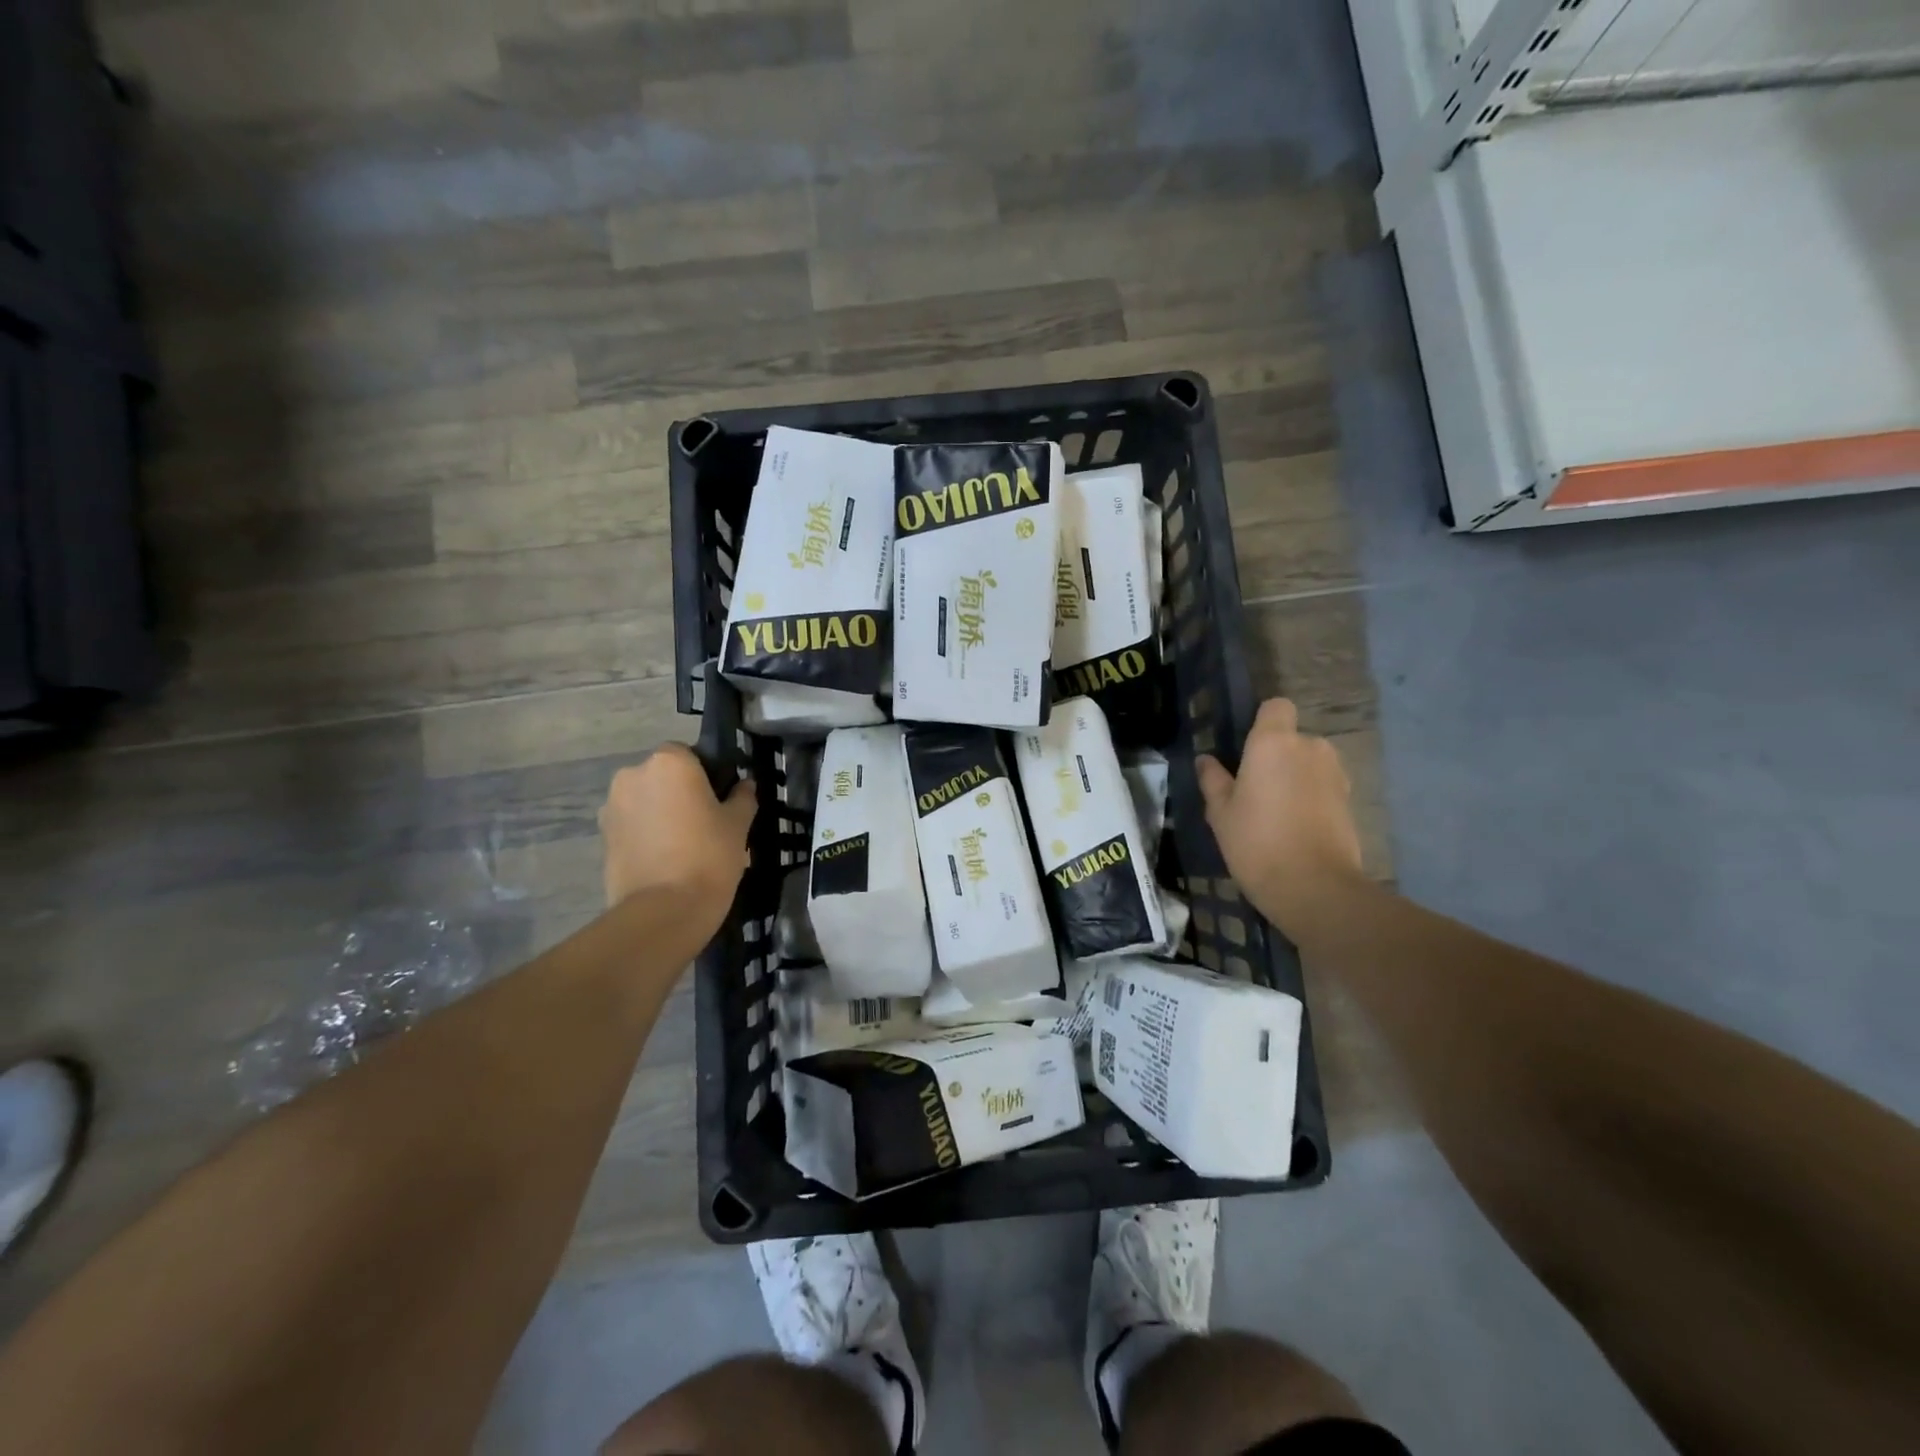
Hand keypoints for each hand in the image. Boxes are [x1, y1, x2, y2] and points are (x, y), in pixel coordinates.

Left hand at [600, 746, 756, 930]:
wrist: (665, 910)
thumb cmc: (709, 855)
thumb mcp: (738, 824)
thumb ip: (742, 798)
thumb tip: (745, 785)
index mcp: (669, 762)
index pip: (687, 753)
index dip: (704, 773)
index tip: (718, 798)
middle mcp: (633, 775)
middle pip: (661, 776)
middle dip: (678, 792)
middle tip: (703, 822)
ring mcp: (612, 807)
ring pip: (644, 801)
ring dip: (659, 813)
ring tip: (682, 845)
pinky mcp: (602, 837)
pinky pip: (631, 825)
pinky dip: (644, 835)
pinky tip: (664, 859)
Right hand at [1197, 699, 1364, 936]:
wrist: (1314, 887)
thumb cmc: (1256, 842)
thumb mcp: (1221, 813)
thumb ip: (1213, 780)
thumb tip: (1207, 760)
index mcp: (1273, 742)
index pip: (1276, 707)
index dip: (1263, 722)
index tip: (1245, 748)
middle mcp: (1310, 747)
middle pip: (1292, 738)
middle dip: (1277, 756)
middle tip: (1253, 790)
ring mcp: (1335, 774)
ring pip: (1309, 763)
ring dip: (1295, 778)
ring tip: (1275, 812)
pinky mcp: (1350, 800)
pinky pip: (1323, 786)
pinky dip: (1311, 798)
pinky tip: (1296, 827)